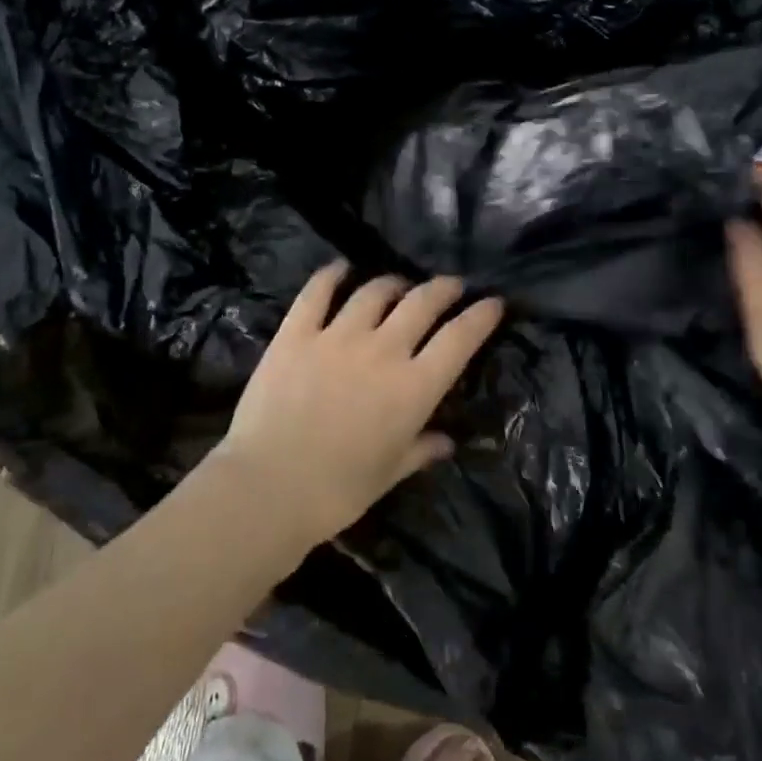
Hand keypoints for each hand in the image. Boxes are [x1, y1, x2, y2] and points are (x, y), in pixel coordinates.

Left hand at [214, 263, 503, 549]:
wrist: (268, 487)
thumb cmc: (337, 491)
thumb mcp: (388, 473)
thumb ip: (420, 450)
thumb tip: (446, 441)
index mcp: (413, 387)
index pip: (459, 339)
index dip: (481, 316)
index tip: (493, 303)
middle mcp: (383, 350)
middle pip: (422, 303)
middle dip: (443, 289)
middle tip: (451, 285)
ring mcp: (338, 336)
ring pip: (375, 292)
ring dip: (393, 283)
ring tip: (399, 285)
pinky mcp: (297, 333)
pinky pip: (318, 292)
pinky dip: (331, 275)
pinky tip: (340, 269)